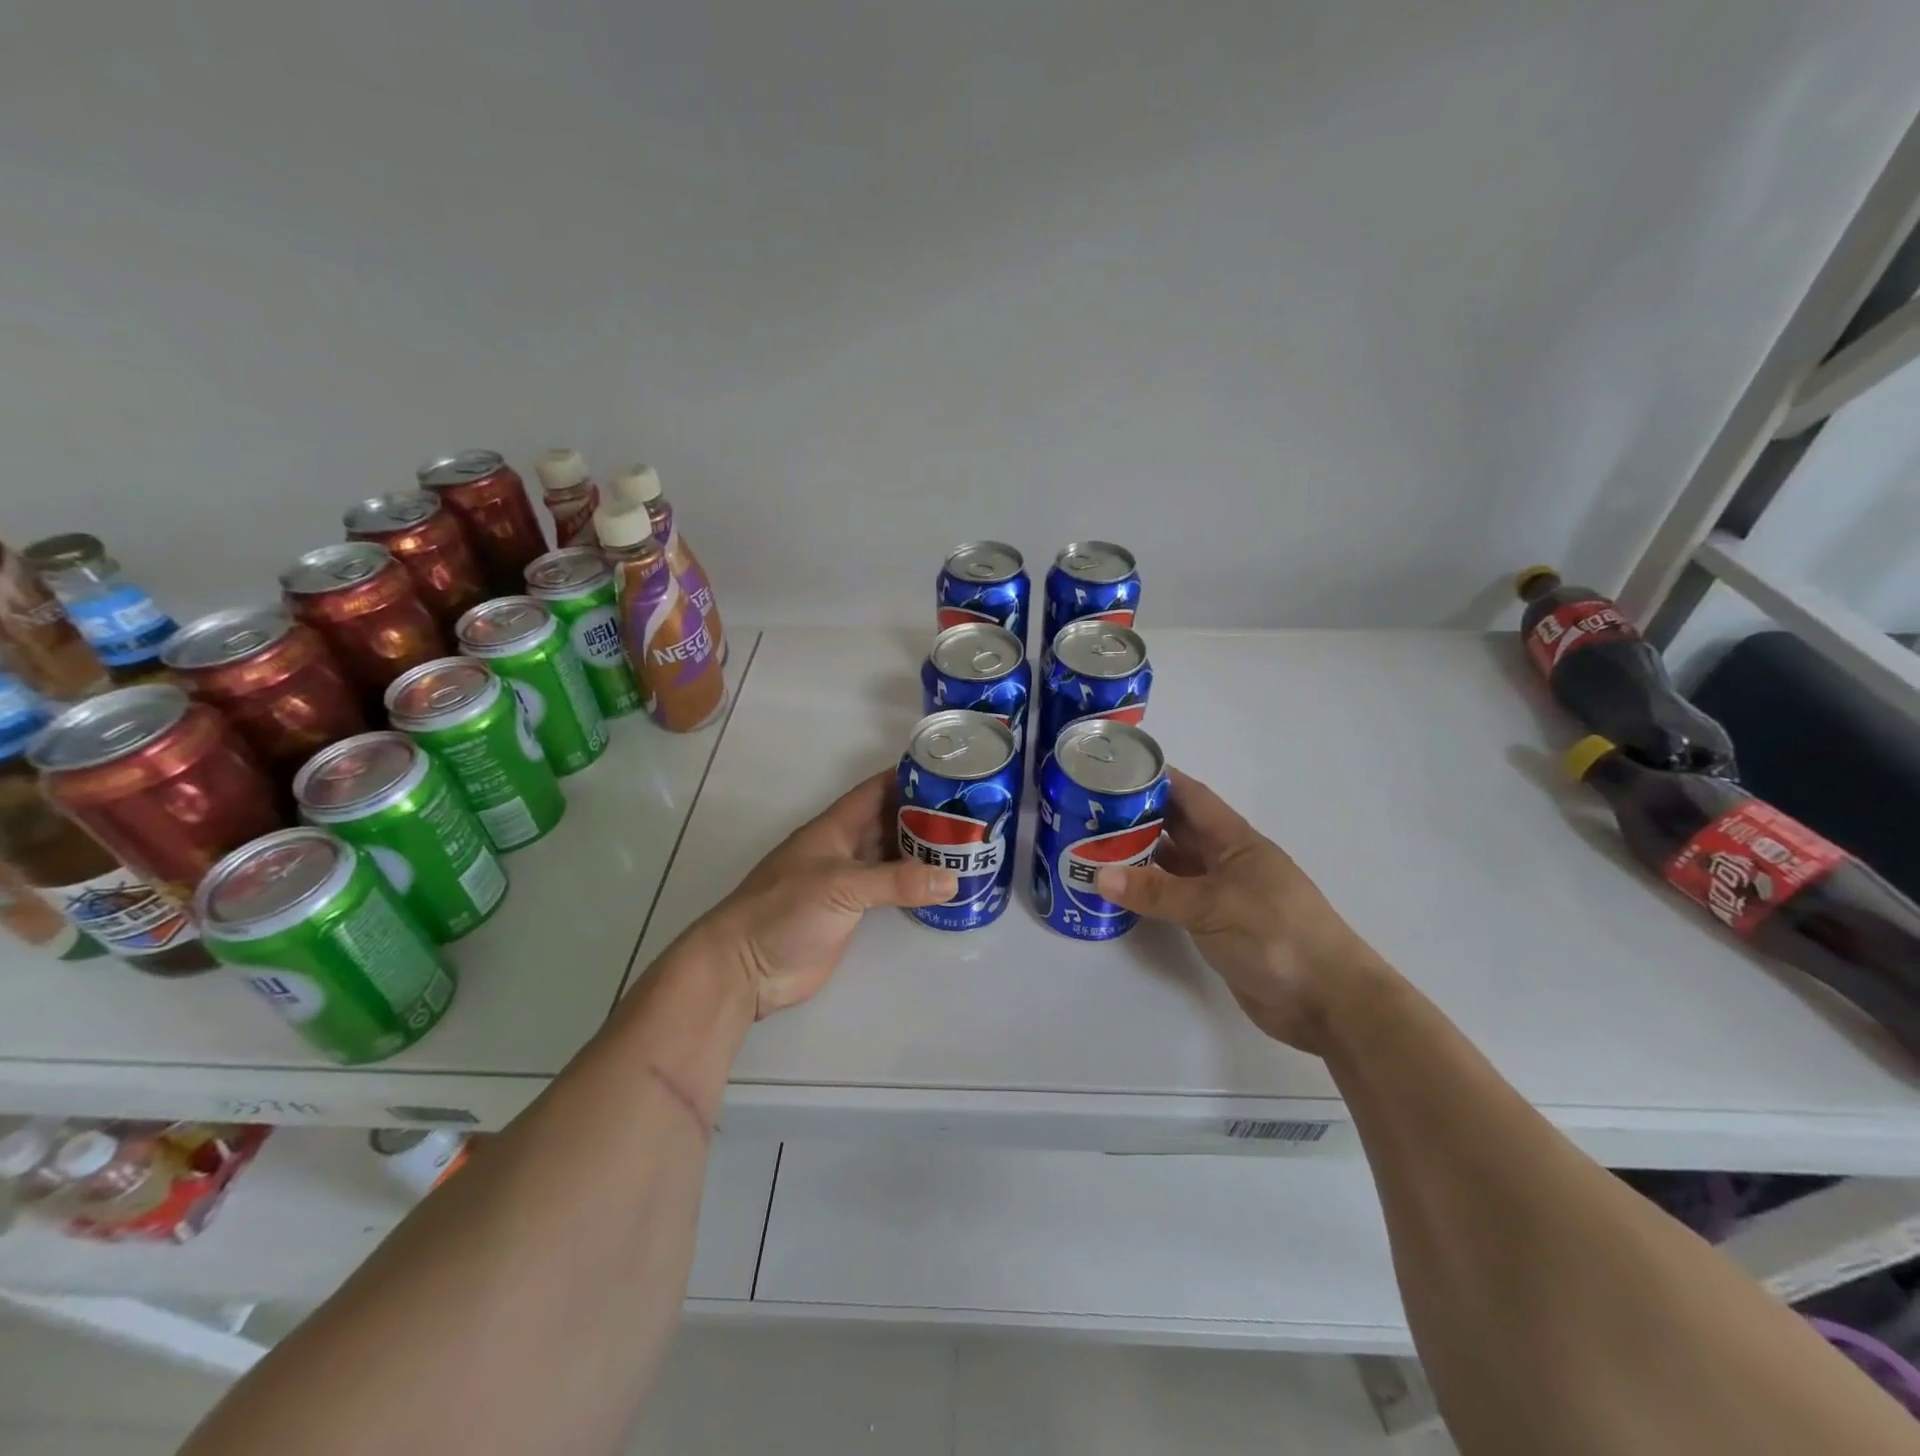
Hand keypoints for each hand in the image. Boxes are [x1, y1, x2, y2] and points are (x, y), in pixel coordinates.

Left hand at [692, 770, 956, 1019]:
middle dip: (925, 815)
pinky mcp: (850, 912)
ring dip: (922, 851)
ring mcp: (847, 881)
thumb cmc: (785, 910)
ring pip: (891, 855)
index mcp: (835, 827)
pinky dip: (914, 885)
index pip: (876, 790)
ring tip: (967, 846)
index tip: (950, 773)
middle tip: (970, 814)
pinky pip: (889, 890)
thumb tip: (952, 879)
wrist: (746, 967)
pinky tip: (941, 886)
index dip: (909, 778)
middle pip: (889, 822)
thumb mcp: (842, 886)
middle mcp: (844, 848)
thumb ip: (896, 881)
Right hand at [1095, 769, 1394, 1053]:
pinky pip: (1176, 899)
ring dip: (1141, 856)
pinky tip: (1121, 891)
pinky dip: (1150, 893)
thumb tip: (1099, 874)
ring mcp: (1223, 895)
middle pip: (1179, 829)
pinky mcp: (1218, 927)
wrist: (1327, 1001)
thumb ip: (1156, 891)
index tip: (1118, 769)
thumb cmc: (1276, 935)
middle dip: (1140, 817)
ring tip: (1094, 846)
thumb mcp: (1212, 906)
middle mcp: (1227, 861)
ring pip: (1175, 864)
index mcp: (1235, 841)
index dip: (1159, 780)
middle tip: (1091, 811)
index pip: (1192, 797)